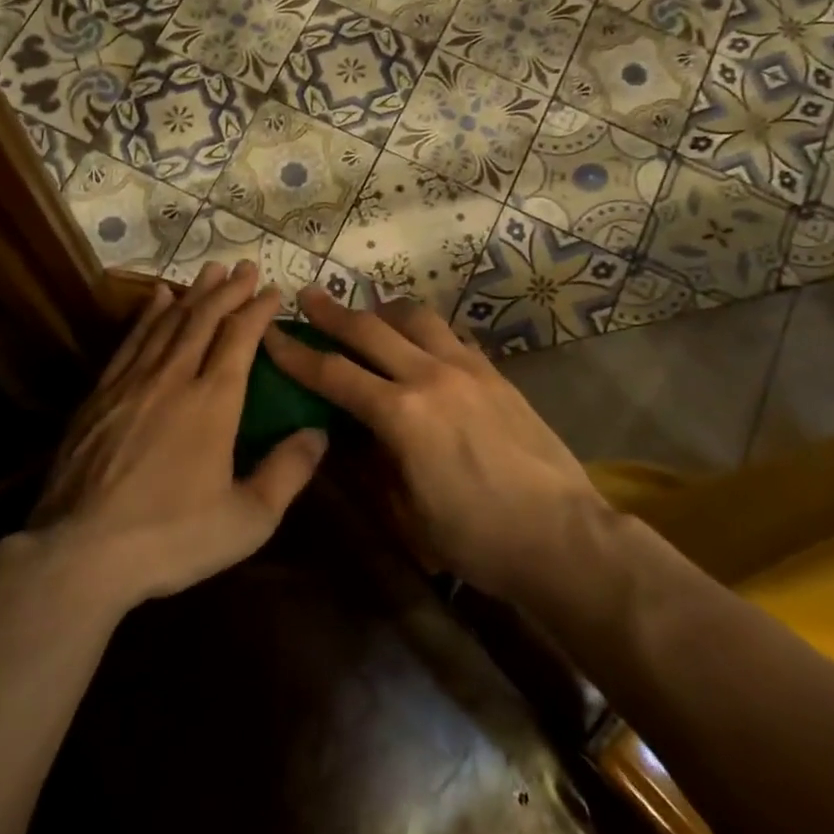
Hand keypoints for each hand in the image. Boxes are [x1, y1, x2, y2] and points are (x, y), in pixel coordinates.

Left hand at [33, 261, 327, 606]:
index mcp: (213, 402)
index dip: (258, 310)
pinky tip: (154, 299)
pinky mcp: (99, 395)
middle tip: (245, 266)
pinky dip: (146, 316)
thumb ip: (288, 472)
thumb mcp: (247, 519)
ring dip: (191, 294)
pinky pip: (130, 341)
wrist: (81, 552)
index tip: (274, 290)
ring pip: (167, 323)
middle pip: (203, 320)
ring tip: (208, 271)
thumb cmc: (172, 537)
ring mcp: (131, 383)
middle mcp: (173, 378)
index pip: (240, 339)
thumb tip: (319, 433)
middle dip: (228, 290)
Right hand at [262, 288, 599, 597]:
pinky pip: (451, 336)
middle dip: (332, 312)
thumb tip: (347, 434)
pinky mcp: (496, 374)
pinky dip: (424, 331)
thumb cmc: (476, 538)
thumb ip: (371, 465)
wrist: (562, 535)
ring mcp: (468, 369)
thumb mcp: (406, 514)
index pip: (334, 374)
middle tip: (308, 295)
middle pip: (370, 330)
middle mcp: (431, 377)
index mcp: (401, 415)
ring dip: (383, 311)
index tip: (272, 334)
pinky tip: (420, 342)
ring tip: (368, 313)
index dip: (296, 353)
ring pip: (416, 319)